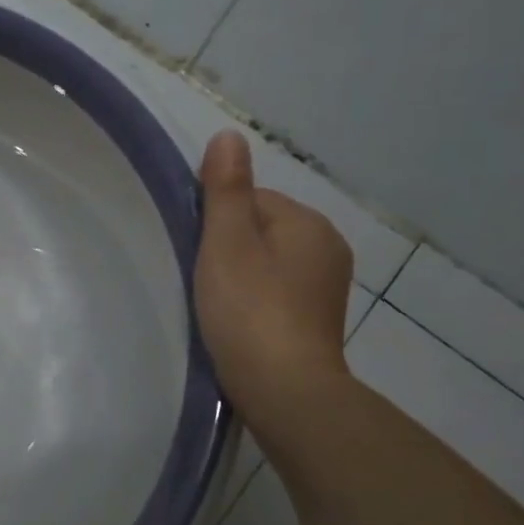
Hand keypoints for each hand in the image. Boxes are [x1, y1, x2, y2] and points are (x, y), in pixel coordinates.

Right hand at [193, 130, 353, 436]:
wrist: (284, 389)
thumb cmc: (249, 310)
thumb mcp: (227, 243)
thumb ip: (226, 190)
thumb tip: (228, 135)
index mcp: (308, 223)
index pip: (251, 200)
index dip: (216, 221)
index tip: (196, 252)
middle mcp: (327, 246)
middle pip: (261, 229)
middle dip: (229, 247)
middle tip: (201, 279)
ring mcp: (326, 286)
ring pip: (268, 262)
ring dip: (241, 274)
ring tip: (216, 304)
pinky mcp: (317, 318)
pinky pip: (277, 290)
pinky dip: (255, 299)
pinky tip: (238, 321)